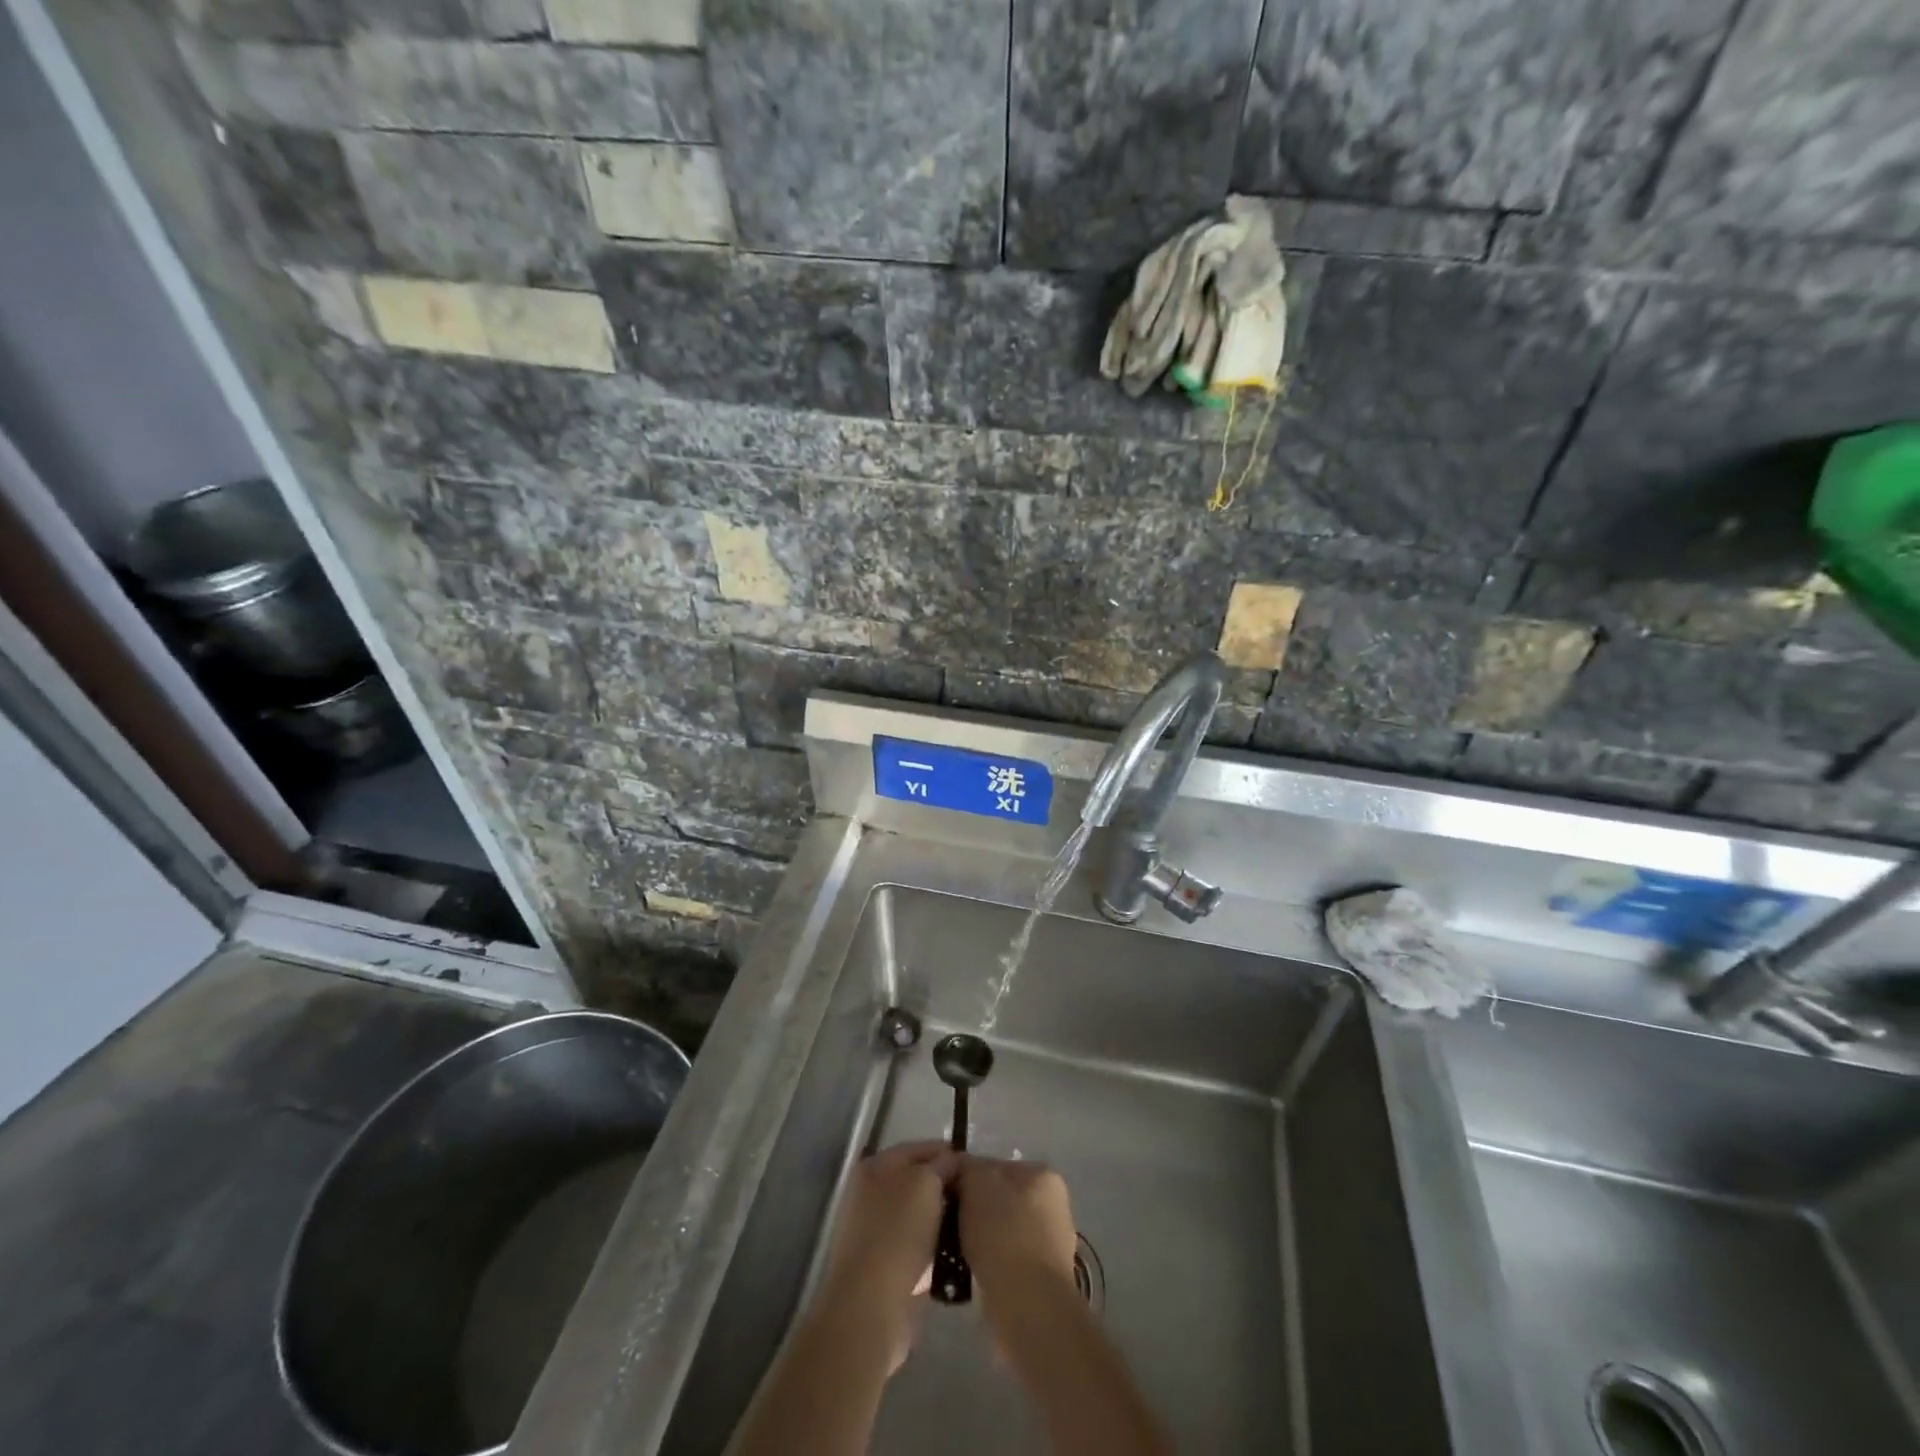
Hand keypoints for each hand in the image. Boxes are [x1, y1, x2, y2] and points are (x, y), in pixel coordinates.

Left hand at [815, 1141, 955, 1369]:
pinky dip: (932, 1250)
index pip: (919, 1149)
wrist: (870, 1304)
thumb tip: (950, 1162)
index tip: (974, 1167)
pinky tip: (953, 1256)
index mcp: (876, 1166)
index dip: (947, 1153)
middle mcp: (869, 1193)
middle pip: (916, 1182)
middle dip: (944, 1188)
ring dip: (940, 1221)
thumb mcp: (926, 1184)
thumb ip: (941, 1165)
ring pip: (917, 1216)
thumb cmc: (898, 1232)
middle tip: (974, 1198)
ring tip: (969, 1227)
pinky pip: (914, 1247)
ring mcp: (872, 1231)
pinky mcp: (880, 1266)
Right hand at [955, 1156, 1077, 1294]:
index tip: (943, 1196)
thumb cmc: (1003, 1234)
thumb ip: (966, 1168)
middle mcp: (1053, 1206)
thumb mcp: (977, 1183)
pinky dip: (988, 1263)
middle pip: (999, 1199)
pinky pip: (1005, 1260)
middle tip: (945, 1223)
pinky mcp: (1041, 1280)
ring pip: (1000, 1231)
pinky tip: (968, 1272)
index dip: (965, 1178)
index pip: (994, 1166)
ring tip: (952, 1250)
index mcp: (1043, 1176)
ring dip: (979, 1238)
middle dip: (973, 1210)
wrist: (1028, 1307)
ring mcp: (1050, 1245)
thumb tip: (957, 1168)